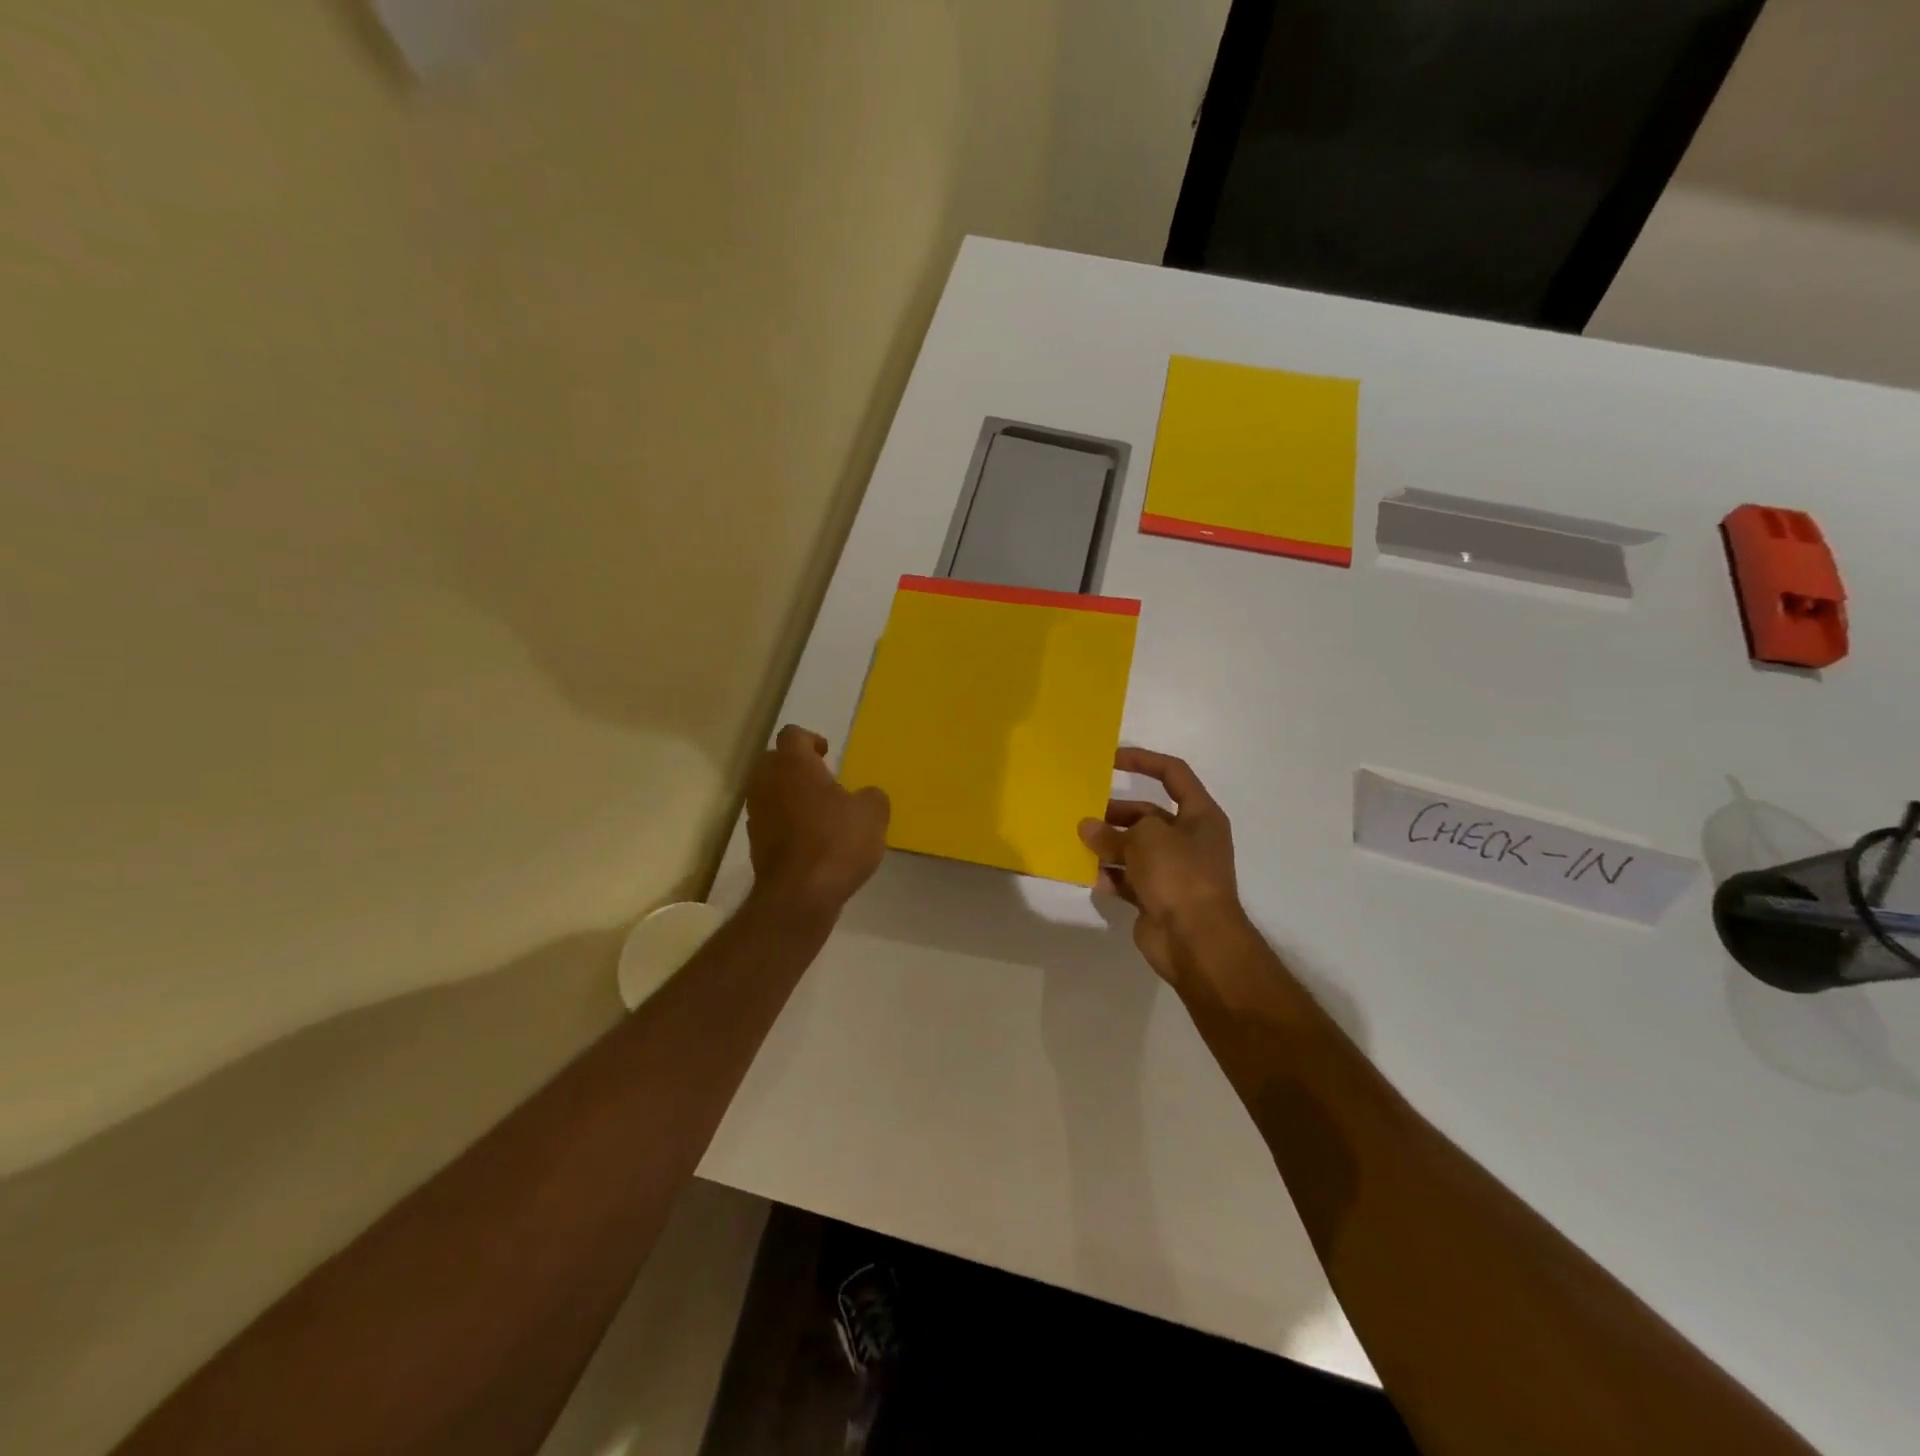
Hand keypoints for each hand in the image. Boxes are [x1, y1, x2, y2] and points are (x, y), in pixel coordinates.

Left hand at [746, 725, 889, 918]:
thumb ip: (871, 796)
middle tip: (822, 780)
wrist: (800, 895)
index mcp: (793, 764)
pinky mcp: (755, 843)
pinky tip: (809, 839)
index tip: (827, 754)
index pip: (792, 735)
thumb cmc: (837, 841)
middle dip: (795, 766)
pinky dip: (785, 823)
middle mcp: (767, 782)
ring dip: (788, 795)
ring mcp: (756, 814)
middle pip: (773, 760)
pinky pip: (770, 820)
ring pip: (769, 791)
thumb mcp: (873, 814)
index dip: (810, 740)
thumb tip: (866, 796)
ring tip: (817, 812)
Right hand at [1078, 748, 1248, 986]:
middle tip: (1085, 813)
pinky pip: (1129, 880)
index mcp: (1200, 816)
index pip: (1173, 774)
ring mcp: (1174, 871)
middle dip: (1117, 813)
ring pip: (1135, 849)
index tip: (1110, 759)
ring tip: (1081, 843)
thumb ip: (1112, 831)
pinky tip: (1092, 875)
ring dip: (1110, 845)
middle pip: (1148, 815)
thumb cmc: (1179, 875)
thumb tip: (1087, 828)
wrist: (1196, 941)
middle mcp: (1190, 840)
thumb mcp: (1144, 840)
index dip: (1143, 761)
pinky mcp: (1158, 898)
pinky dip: (1111, 876)